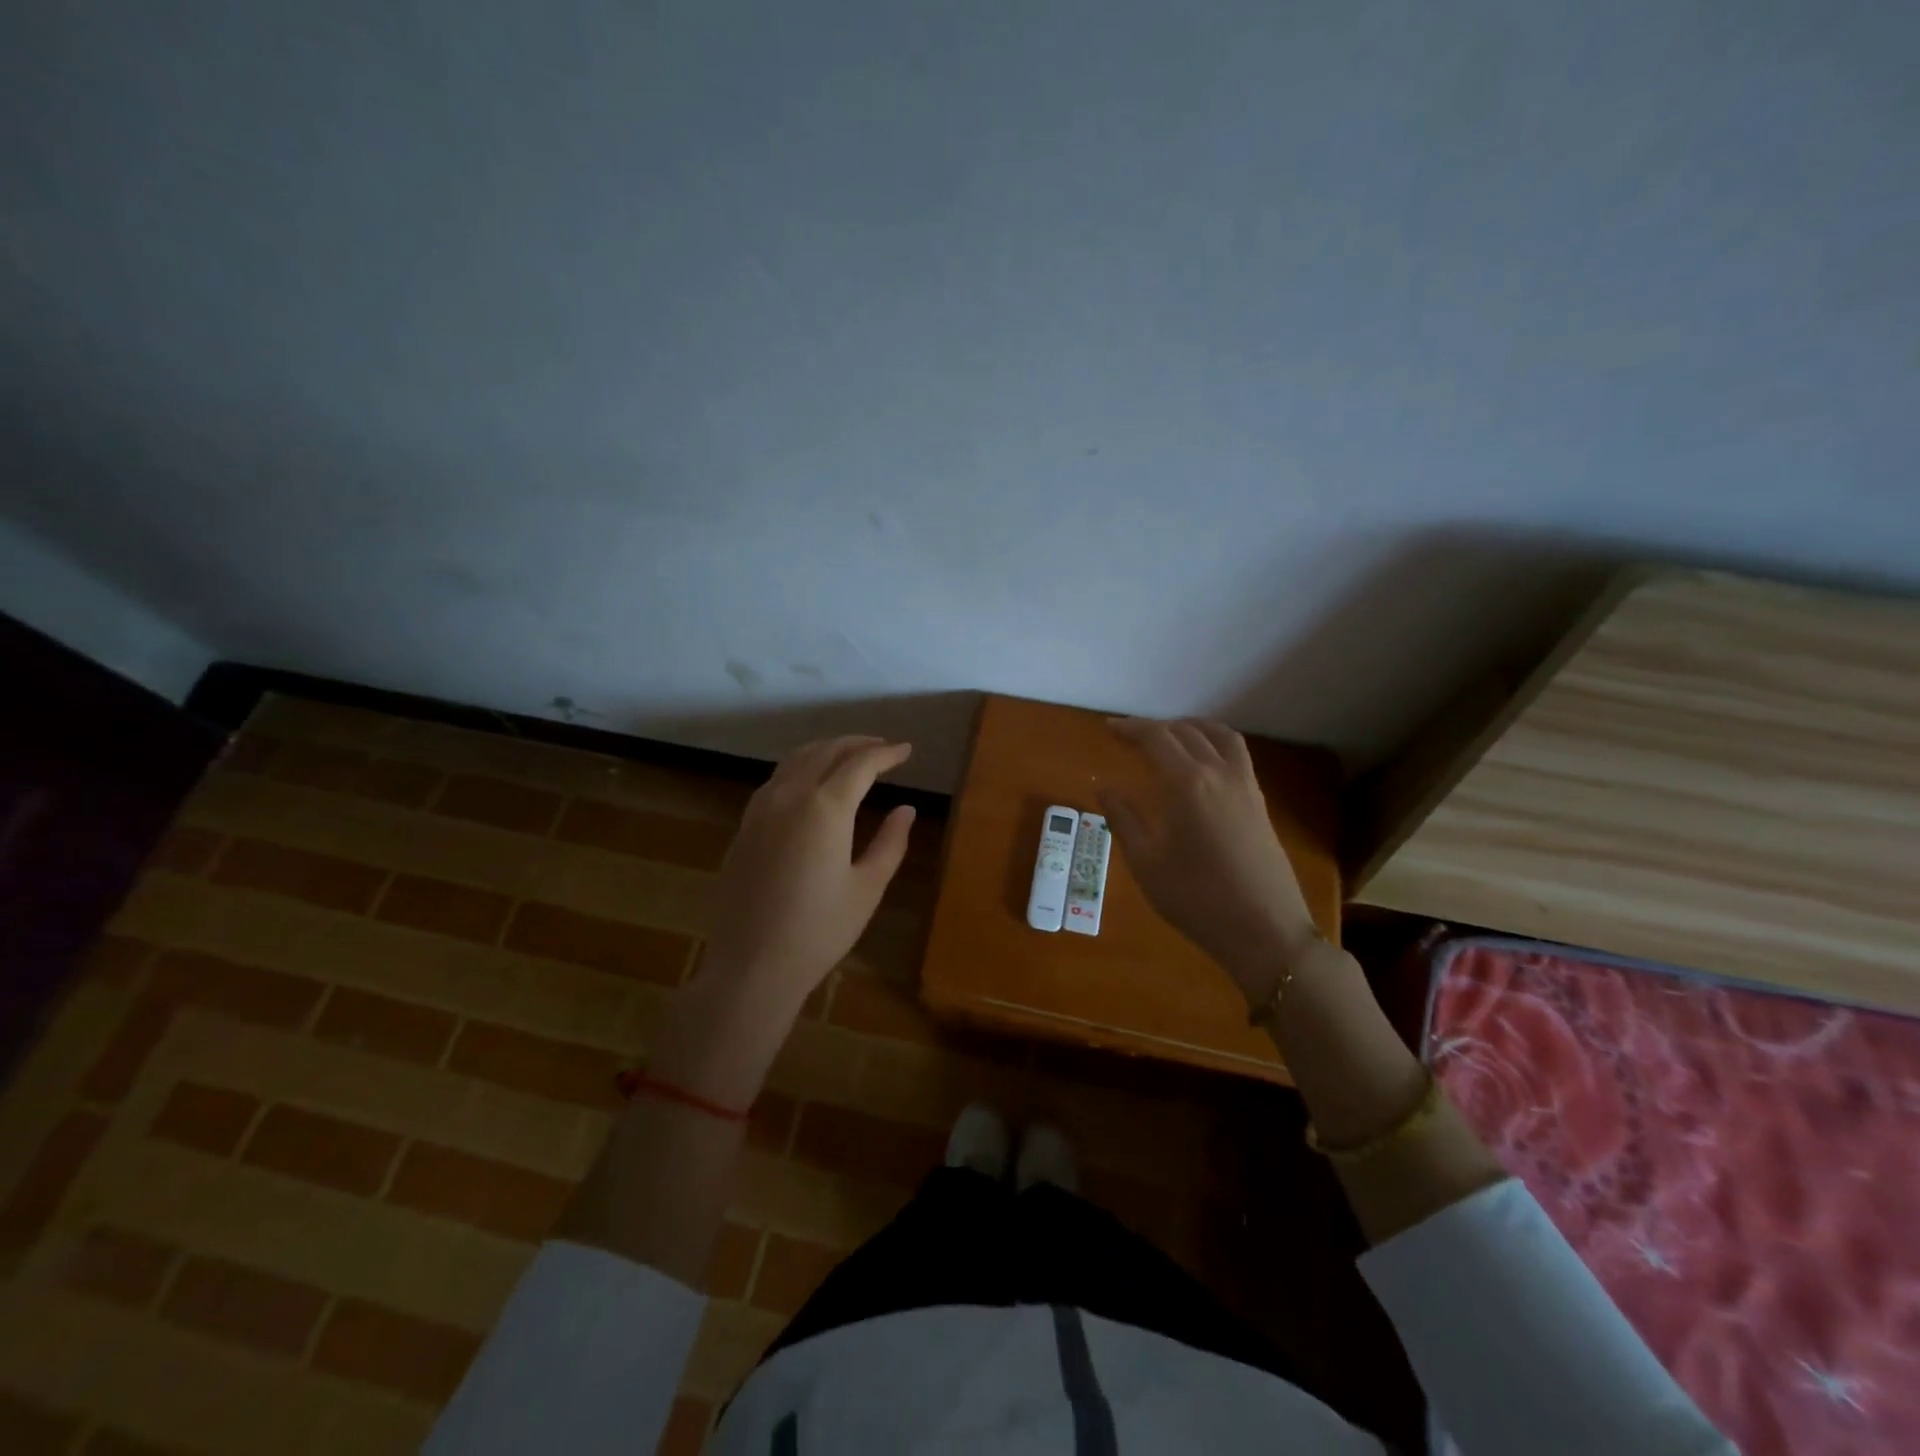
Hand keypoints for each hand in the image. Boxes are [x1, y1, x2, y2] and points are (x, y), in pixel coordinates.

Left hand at [648, 736, 915, 1110]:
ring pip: (796, 759)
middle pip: (826, 751)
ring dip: (826, 750)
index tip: (906, 750)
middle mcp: (789, 795)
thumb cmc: (819, 930)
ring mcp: (760, 809)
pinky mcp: (744, 826)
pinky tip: (810, 782)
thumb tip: (906, 809)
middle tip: (882, 747)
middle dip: (857, 743)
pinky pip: (776, 779)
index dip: (886, 753)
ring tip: (850, 756)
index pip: (861, 763)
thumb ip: (890, 842)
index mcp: (825, 807)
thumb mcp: (867, 887)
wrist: (752, 965)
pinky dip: (800, 767)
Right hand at [1100, 718, 1317, 1001]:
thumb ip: (1123, 819)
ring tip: (1170, 735)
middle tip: (1130, 735)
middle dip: (1155, 728)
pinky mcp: (1259, 803)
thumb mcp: (1146, 862)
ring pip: (1220, 736)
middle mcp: (1219, 773)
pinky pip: (1237, 755)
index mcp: (1187, 783)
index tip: (1109, 728)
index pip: (1156, 738)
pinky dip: (1215, 744)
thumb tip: (1104, 787)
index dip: (1130, 729)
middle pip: (1186, 732)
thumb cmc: (1196, 898)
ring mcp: (1245, 786)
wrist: (1264, 931)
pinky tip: (1202, 764)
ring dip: (1191, 727)